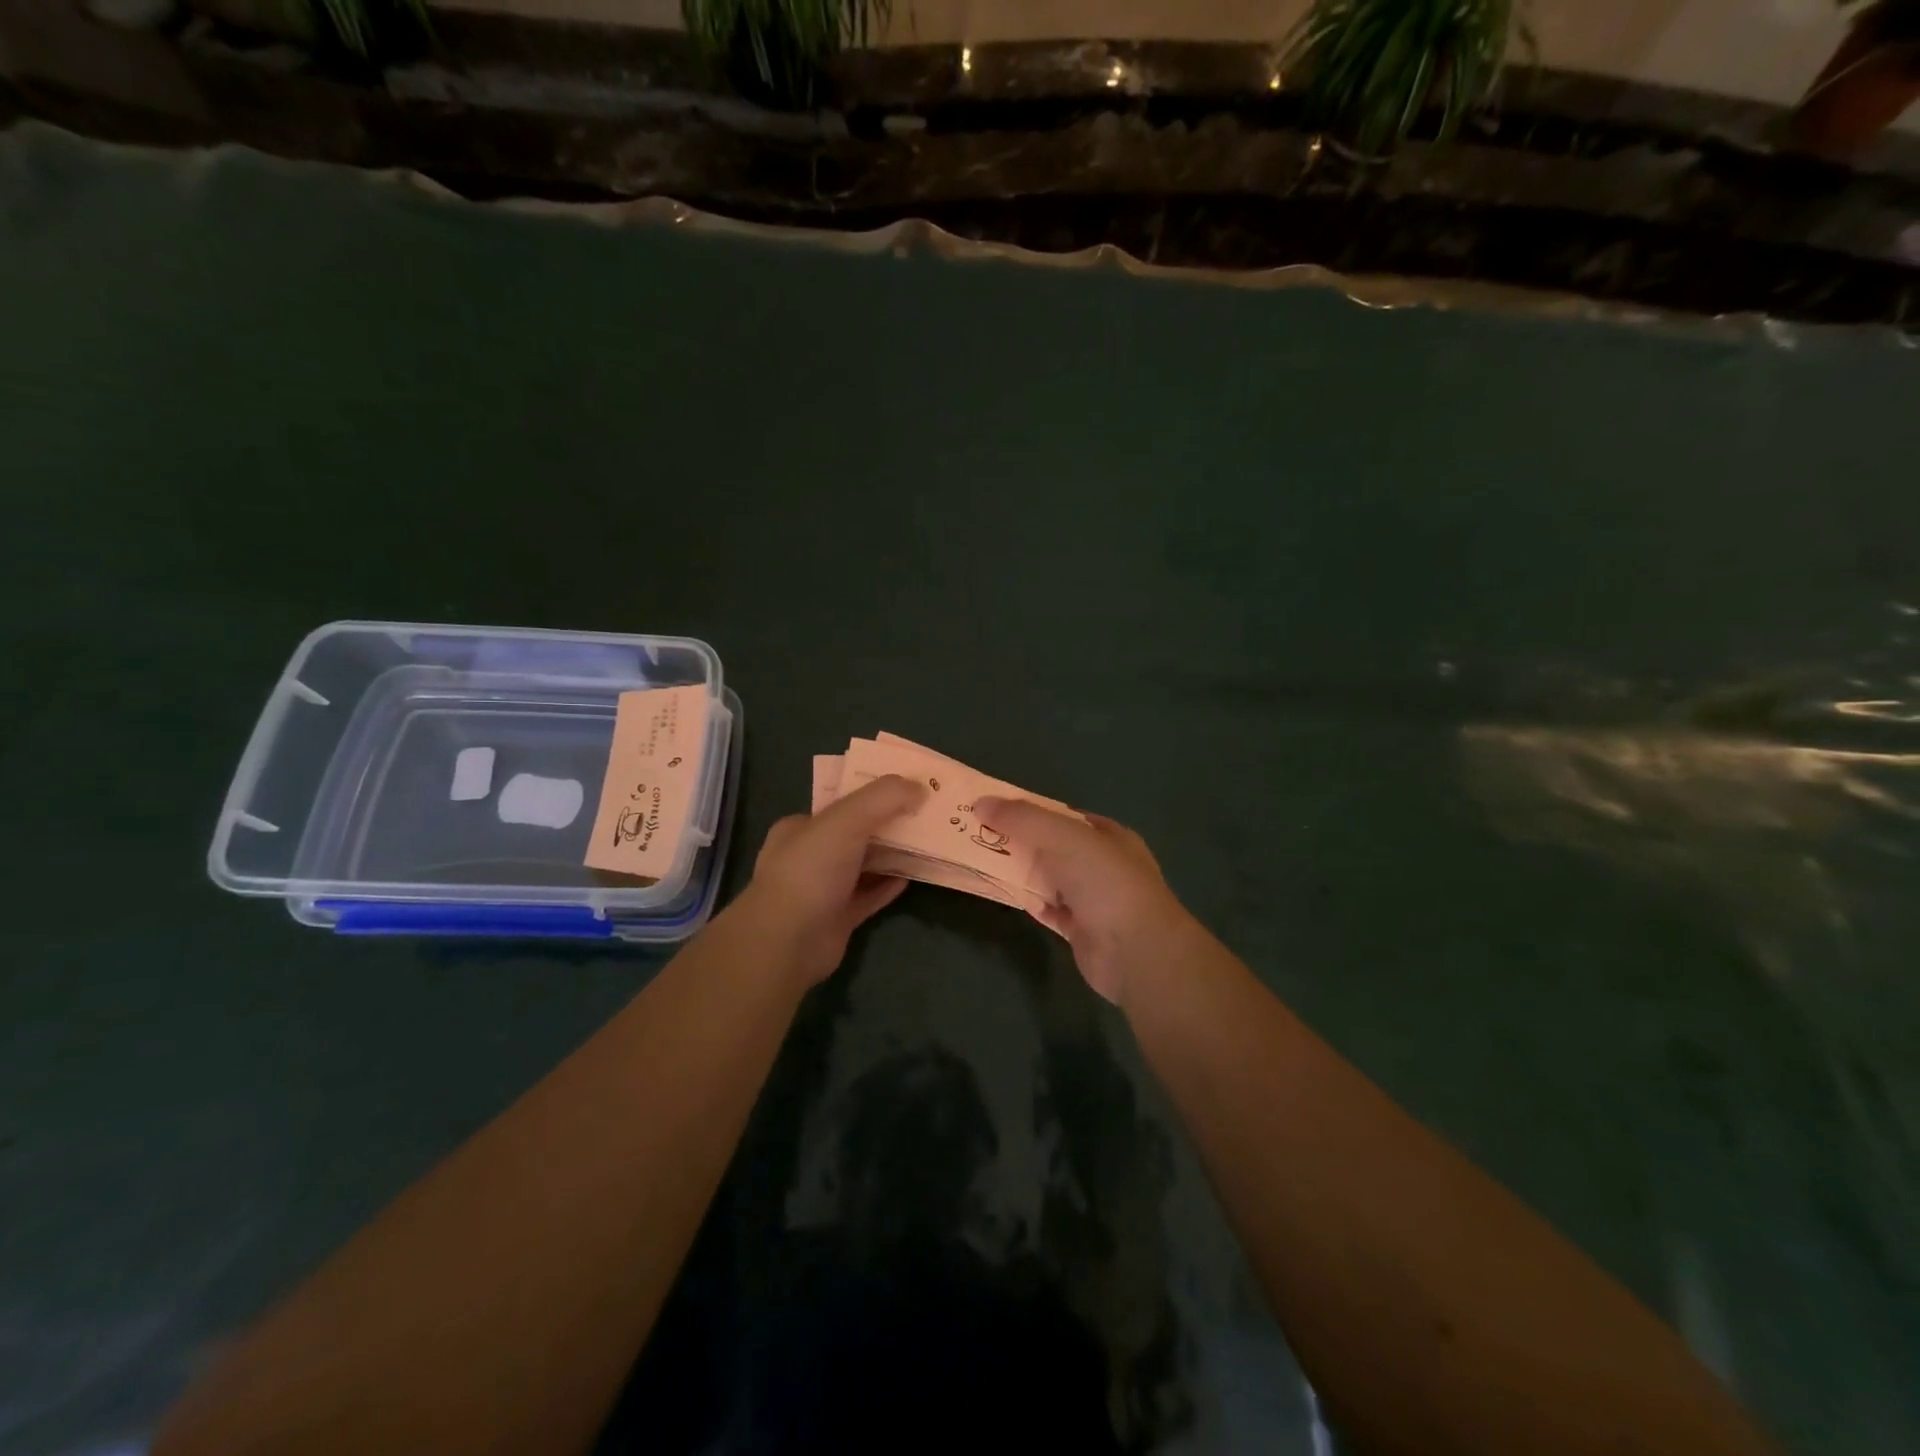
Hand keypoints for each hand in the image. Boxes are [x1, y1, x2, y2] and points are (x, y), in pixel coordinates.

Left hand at [739, 774, 927, 986]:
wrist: (788, 941)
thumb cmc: (811, 870)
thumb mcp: (847, 819)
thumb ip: (884, 797)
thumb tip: (919, 787)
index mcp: (801, 827)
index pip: (840, 804)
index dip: (873, 794)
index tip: (906, 789)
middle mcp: (809, 856)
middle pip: (856, 834)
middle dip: (887, 824)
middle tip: (924, 815)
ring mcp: (823, 889)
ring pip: (864, 866)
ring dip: (892, 855)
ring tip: (927, 843)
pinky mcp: (838, 919)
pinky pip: (869, 896)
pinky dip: (888, 886)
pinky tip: (911, 878)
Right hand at [975, 798, 1203, 1005]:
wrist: (1134, 950)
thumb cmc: (1104, 882)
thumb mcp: (1063, 836)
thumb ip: (1022, 818)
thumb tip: (981, 802)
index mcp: (1109, 836)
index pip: (1066, 816)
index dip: (1034, 810)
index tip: (999, 809)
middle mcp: (1104, 865)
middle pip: (1055, 847)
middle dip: (1023, 841)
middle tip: (983, 834)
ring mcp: (1094, 899)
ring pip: (1050, 878)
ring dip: (1023, 872)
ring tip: (985, 860)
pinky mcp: (1081, 930)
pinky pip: (1049, 909)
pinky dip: (1030, 901)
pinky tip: (1007, 894)